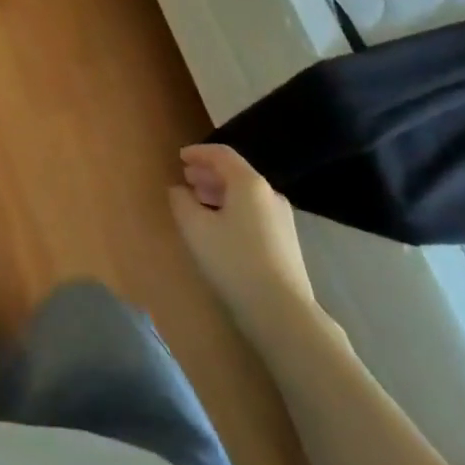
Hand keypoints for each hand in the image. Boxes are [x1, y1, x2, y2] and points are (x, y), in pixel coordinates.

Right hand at [170, 144, 318, 326]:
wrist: (282, 311)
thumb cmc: (234, 261)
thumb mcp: (195, 229)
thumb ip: (181, 202)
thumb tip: (178, 190)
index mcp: (249, 183)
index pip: (222, 154)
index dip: (199, 152)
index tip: (180, 157)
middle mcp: (269, 194)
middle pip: (236, 173)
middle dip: (208, 173)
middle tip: (186, 178)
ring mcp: (281, 219)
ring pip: (245, 195)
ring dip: (220, 192)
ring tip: (199, 202)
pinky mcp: (285, 241)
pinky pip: (254, 212)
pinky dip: (233, 209)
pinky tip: (220, 228)